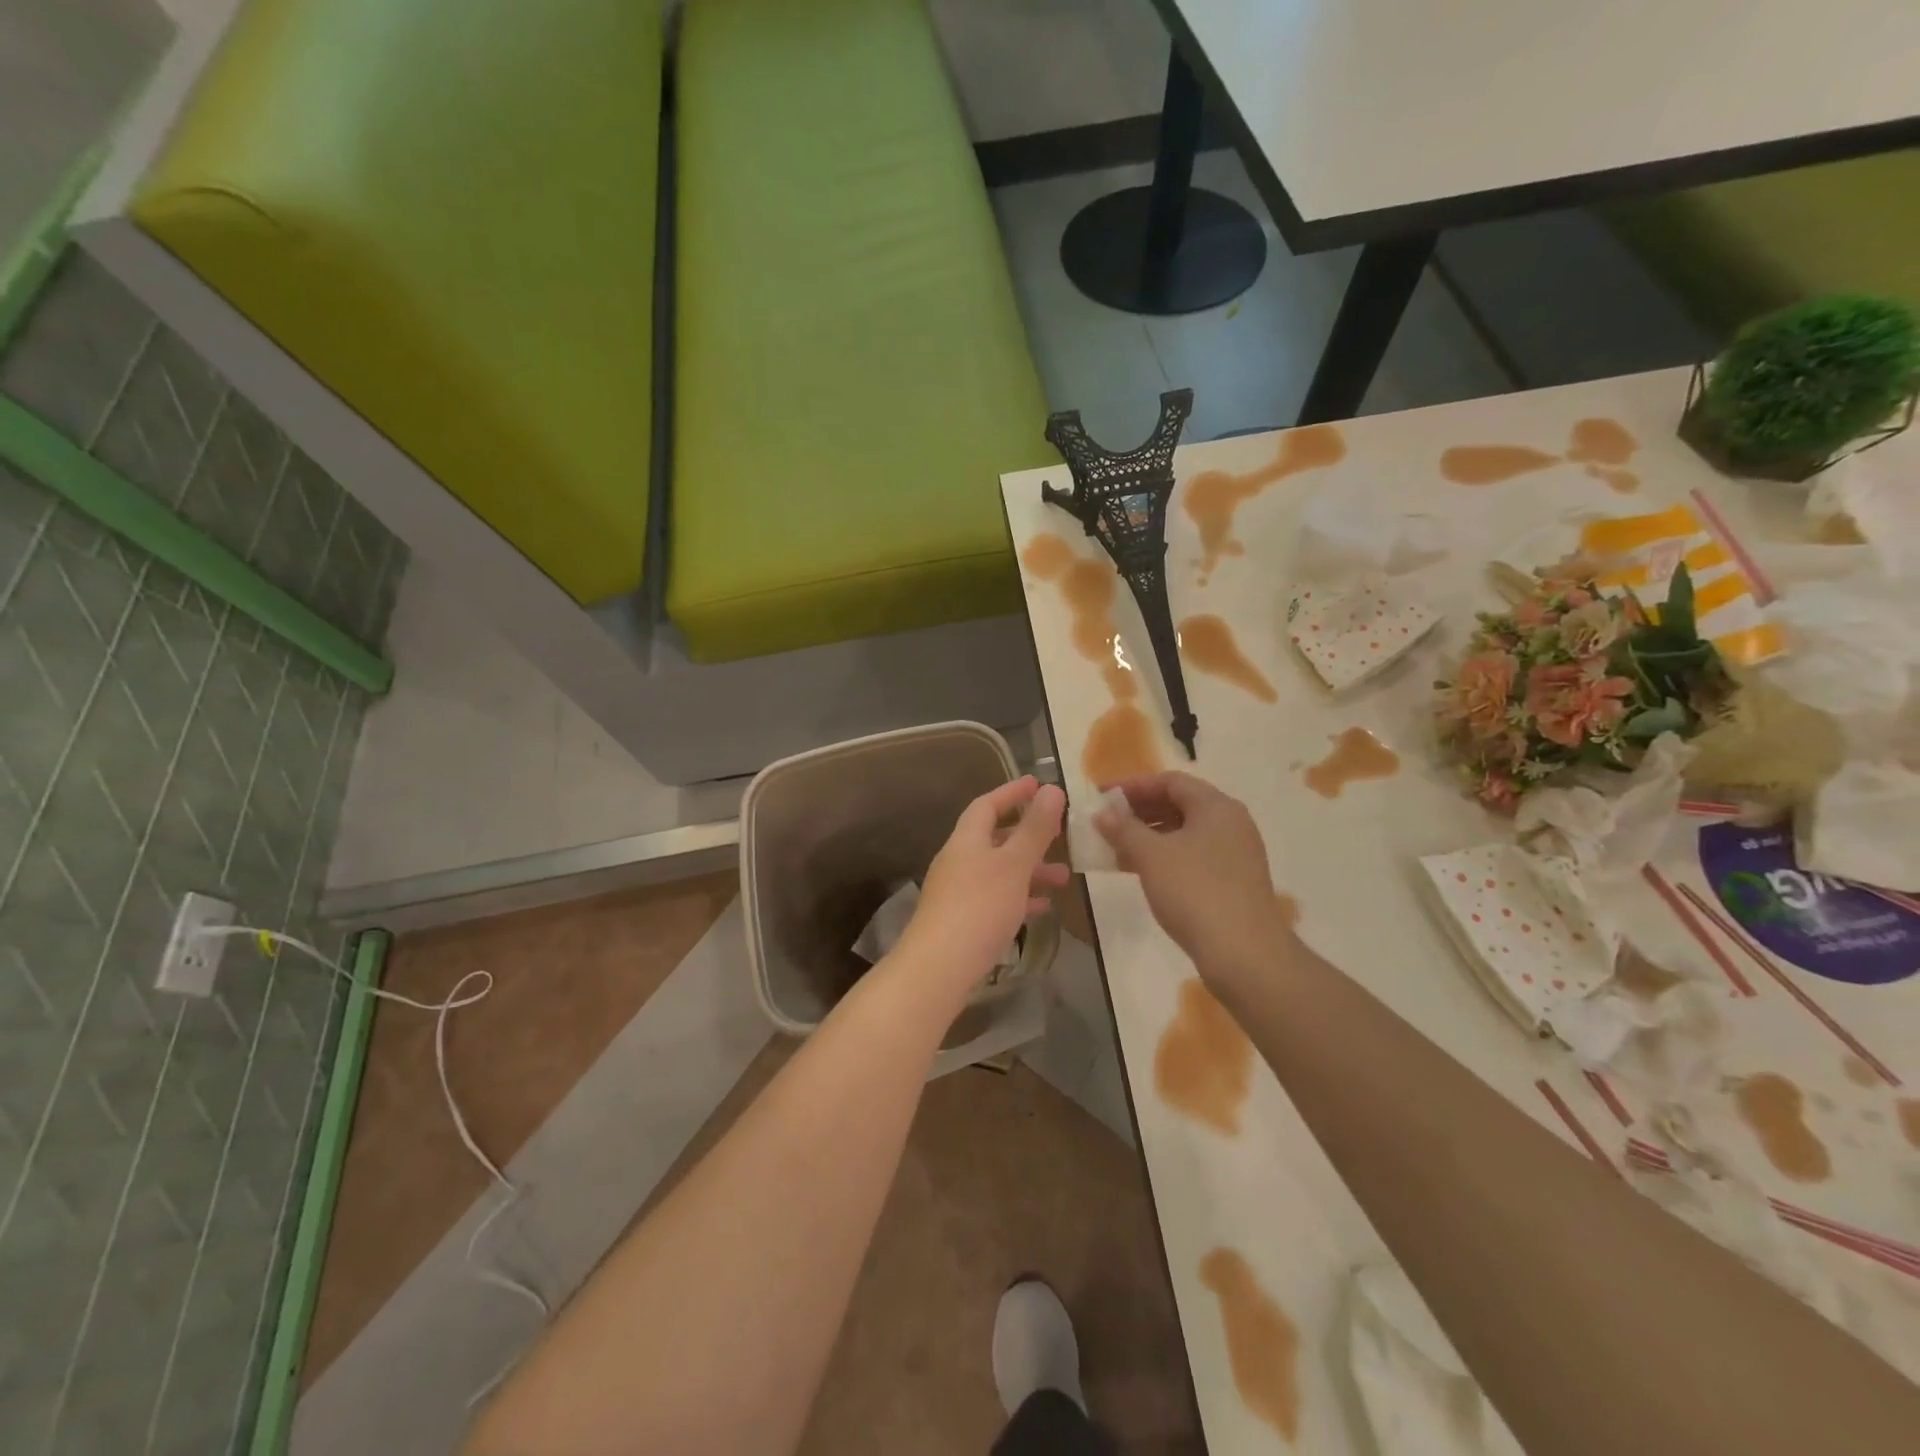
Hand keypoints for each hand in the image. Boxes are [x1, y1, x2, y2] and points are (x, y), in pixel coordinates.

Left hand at [899, 776, 1068, 989]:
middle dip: (1028, 835)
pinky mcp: (963, 920)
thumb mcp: (1014, 864)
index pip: (987, 804)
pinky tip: (1041, 908)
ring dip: (1030, 870)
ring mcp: (958, 892)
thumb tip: (1052, 789)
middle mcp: (959, 860)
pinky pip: (996, 899)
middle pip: (994, 838)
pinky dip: (1019, 897)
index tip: (1038, 784)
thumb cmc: (979, 906)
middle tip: (1059, 834)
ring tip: (1063, 878)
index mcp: (967, 840)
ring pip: (999, 871)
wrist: (939, 966)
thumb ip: (1035, 829)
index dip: (1012, 792)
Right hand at [1095, 772, 1295, 985]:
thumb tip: (1102, 813)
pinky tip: (1140, 872)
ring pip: (1185, 833)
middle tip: (1106, 822)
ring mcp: (1235, 854)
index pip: (1170, 781)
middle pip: (1179, 804)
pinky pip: (1193, 856)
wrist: (1244, 953)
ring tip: (1116, 848)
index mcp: (1216, 806)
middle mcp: (1230, 823)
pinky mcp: (1233, 881)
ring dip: (1149, 836)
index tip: (1102, 796)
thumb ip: (1123, 829)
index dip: (1133, 786)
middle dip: (1139, 811)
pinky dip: (1165, 857)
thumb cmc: (1194, 892)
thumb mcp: (1151, 856)